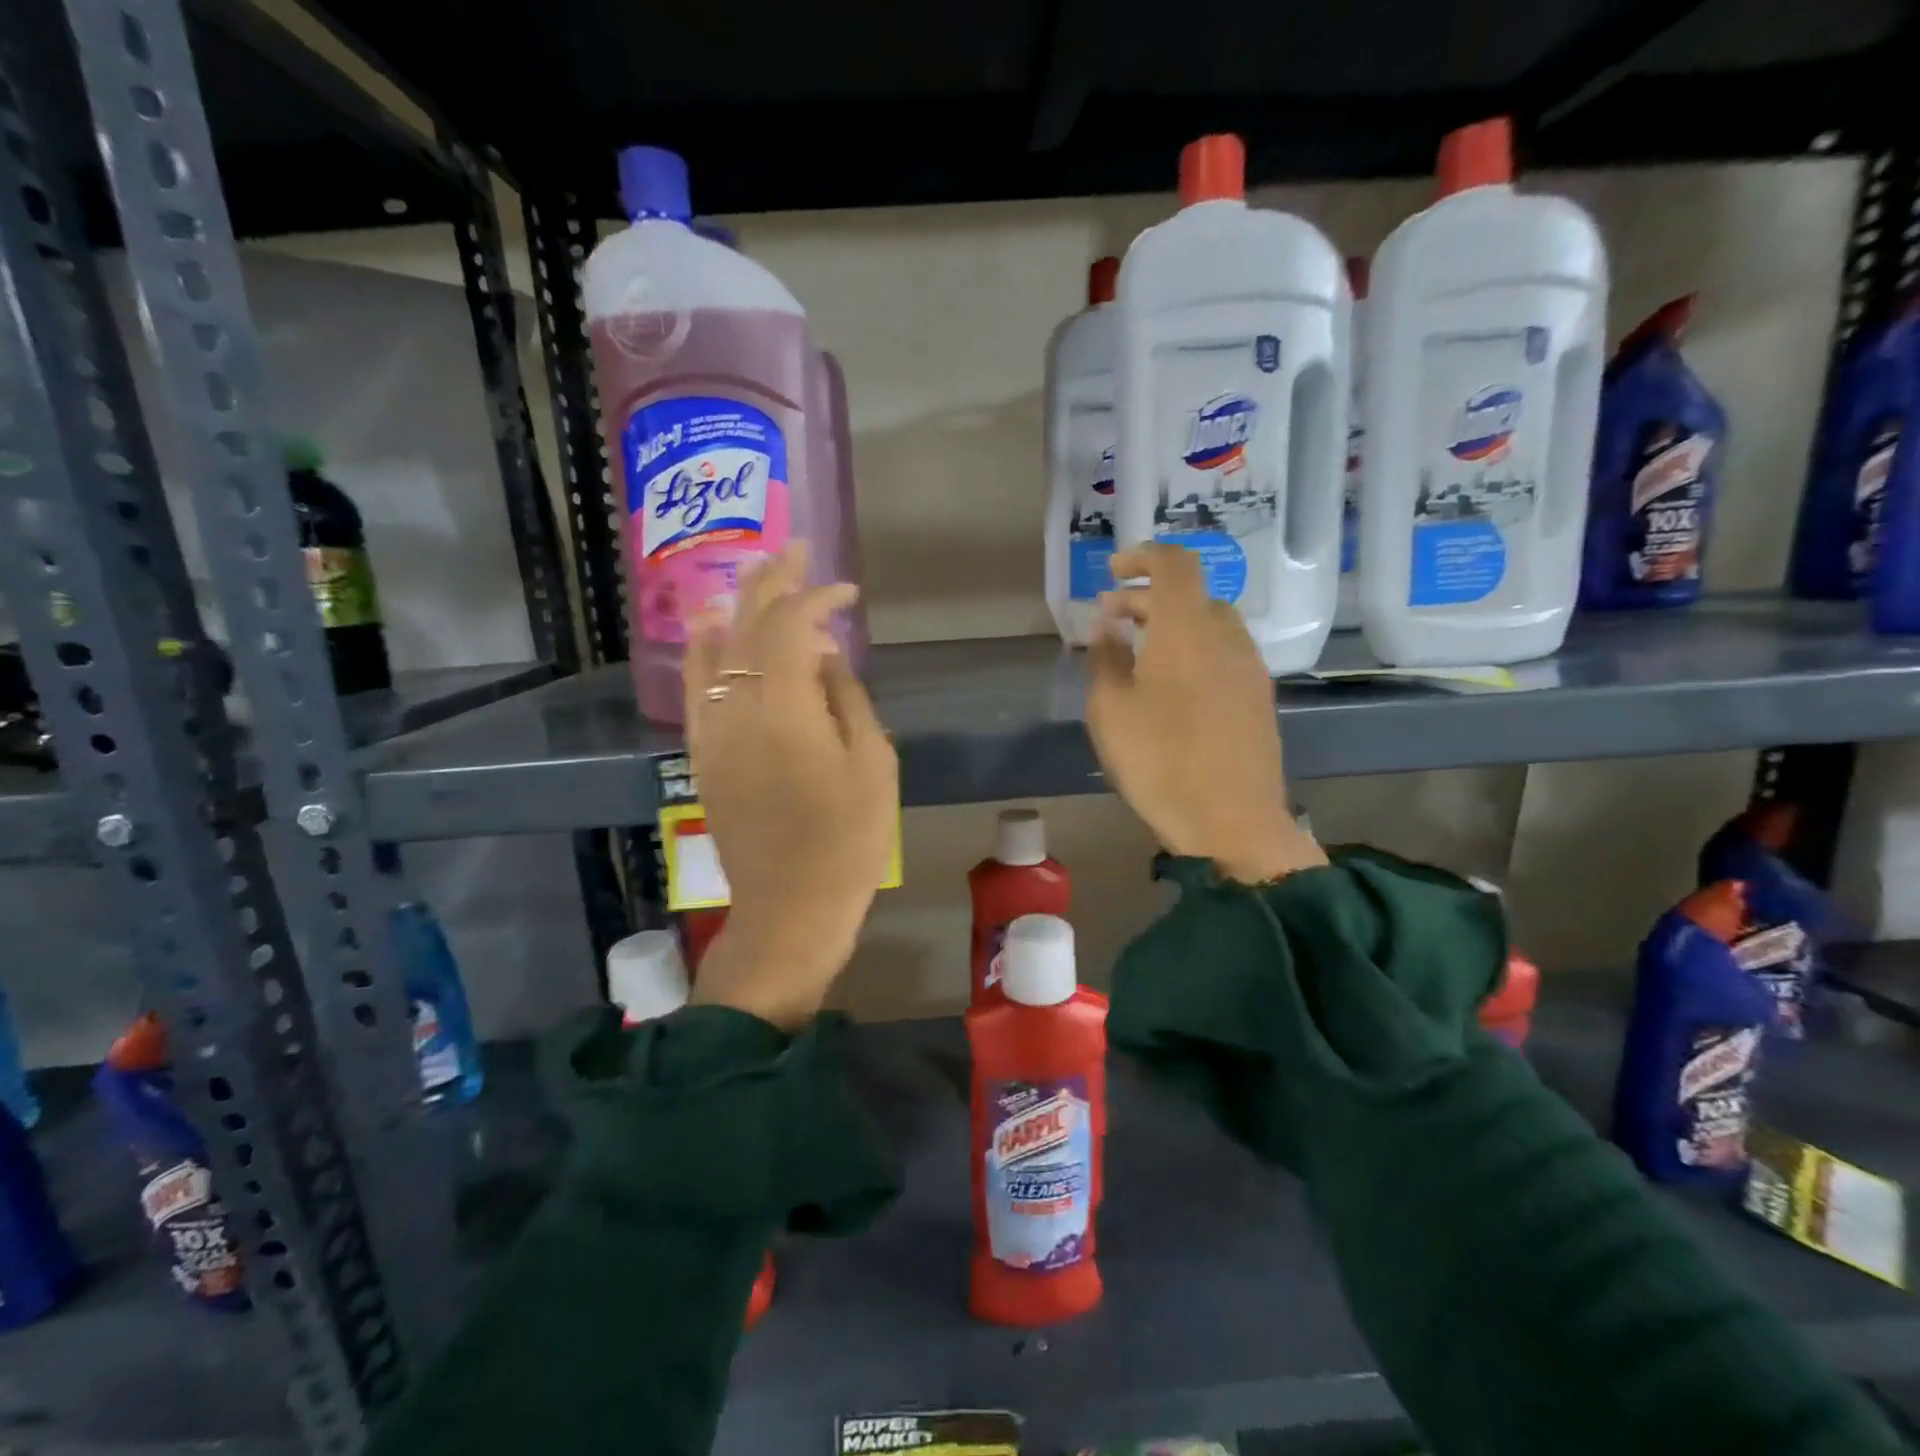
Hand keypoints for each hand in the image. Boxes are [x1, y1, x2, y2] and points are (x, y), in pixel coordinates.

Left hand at [681, 546, 897, 1028]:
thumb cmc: (847, 840)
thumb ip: (847, 698)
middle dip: (773, 582)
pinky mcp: (700, 753)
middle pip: (747, 625)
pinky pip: (695, 685)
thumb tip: (825, 655)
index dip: (819, 598)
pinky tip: (711, 625)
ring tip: (757, 573)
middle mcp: (736, 708)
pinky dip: (704, 648)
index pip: (792, 627)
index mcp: (785, 710)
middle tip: (796, 548)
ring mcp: (710, 730)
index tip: (847, 592)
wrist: (790, 907)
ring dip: (738, 605)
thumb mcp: (872, 764)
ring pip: (713, 648)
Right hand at [1087, 544, 1324, 883]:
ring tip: (1138, 651)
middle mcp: (1226, 636)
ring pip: (1209, 624)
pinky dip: (1194, 649)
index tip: (1113, 571)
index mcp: (1187, 629)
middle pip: (1190, 594)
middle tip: (1111, 618)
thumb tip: (1108, 626)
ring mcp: (1250, 667)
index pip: (1174, 564)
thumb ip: (1106, 658)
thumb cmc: (1160, 762)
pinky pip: (1223, 652)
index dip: (1142, 556)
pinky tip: (1172, 684)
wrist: (1232, 822)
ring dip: (1173, 624)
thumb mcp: (1111, 710)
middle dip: (1147, 597)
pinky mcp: (1260, 697)